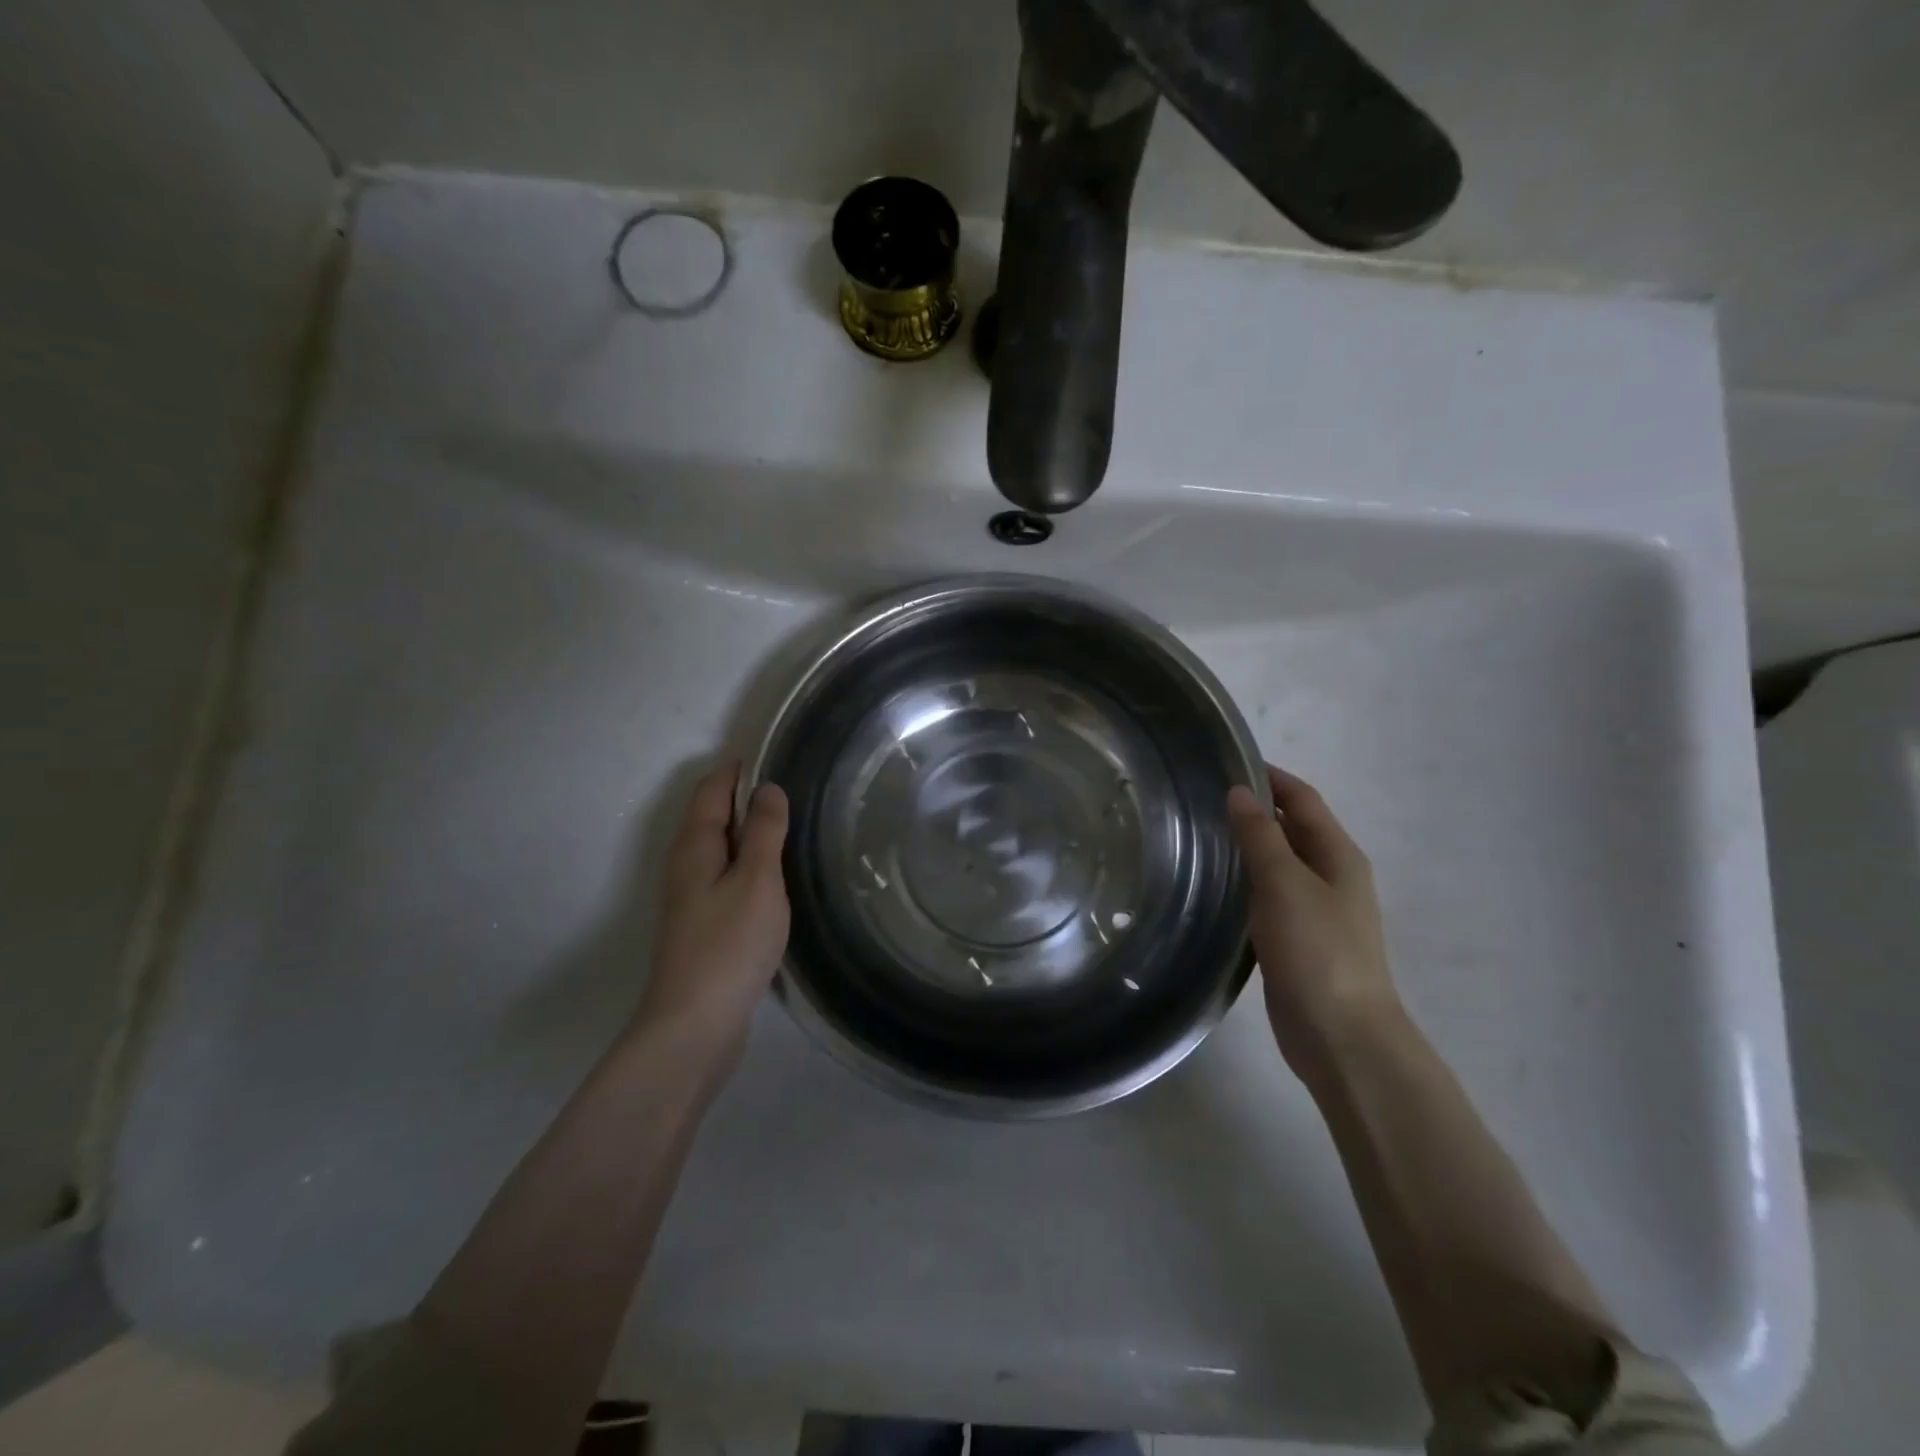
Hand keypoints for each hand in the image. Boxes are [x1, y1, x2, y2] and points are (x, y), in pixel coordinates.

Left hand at [631, 761, 790, 1077]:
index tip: (771, 752)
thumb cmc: (729, 944)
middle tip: (792, 786)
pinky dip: (750, 862)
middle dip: (744, 796)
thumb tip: (768, 788)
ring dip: (750, 831)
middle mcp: (687, 865)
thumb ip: (765, 832)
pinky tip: (776, 875)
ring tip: (791, 823)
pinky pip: (728, 875)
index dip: (737, 769)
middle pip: (712, 816)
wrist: (696, 1023)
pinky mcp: (705, 924)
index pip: (712, 790)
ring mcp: (693, 898)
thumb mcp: (757, 880)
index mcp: (694, 847)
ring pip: (721, 848)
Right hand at [1227, 764, 1402, 1079]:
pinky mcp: (1298, 940)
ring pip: (1279, 863)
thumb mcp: (1285, 883)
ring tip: (1200, 834)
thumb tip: (1240, 792)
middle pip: (1293, 828)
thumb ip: (1261, 836)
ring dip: (1249, 845)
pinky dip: (1246, 881)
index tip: (1227, 762)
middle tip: (1203, 798)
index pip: (1303, 799)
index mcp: (1338, 855)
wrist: (1341, 1036)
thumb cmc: (1317, 950)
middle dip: (1256, 808)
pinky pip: (1270, 896)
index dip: (1271, 777)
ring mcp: (1316, 911)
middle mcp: (1332, 876)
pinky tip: (1215, 885)